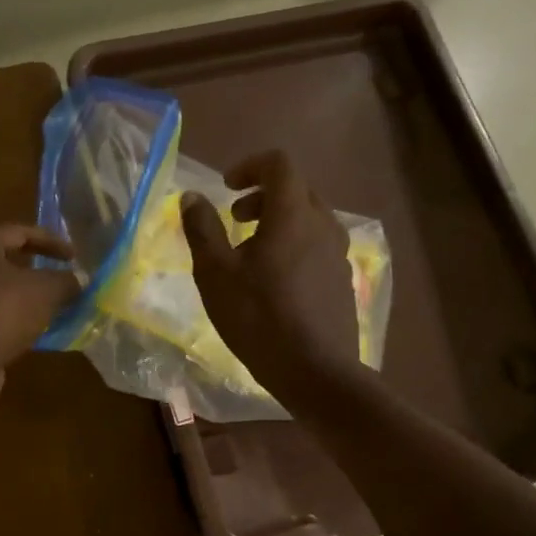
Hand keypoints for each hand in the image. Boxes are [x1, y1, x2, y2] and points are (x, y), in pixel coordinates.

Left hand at [0, 225, 77, 407]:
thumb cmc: (2, 310)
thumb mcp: (46, 290)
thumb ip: (66, 281)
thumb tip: (77, 282)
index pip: (19, 232)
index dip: (51, 241)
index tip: (75, 257)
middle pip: (3, 262)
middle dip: (35, 272)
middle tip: (60, 282)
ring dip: (23, 301)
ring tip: (51, 311)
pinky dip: (10, 323)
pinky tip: (32, 336)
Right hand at [180, 151, 360, 400]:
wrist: (315, 370)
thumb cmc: (258, 317)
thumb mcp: (215, 273)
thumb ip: (202, 229)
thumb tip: (191, 197)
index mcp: (293, 215)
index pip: (279, 165)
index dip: (250, 166)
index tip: (227, 187)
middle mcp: (324, 226)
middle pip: (297, 190)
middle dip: (263, 196)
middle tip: (235, 219)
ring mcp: (339, 254)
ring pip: (310, 220)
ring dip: (279, 223)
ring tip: (252, 254)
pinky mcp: (344, 281)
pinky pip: (318, 247)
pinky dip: (295, 246)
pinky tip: (275, 283)